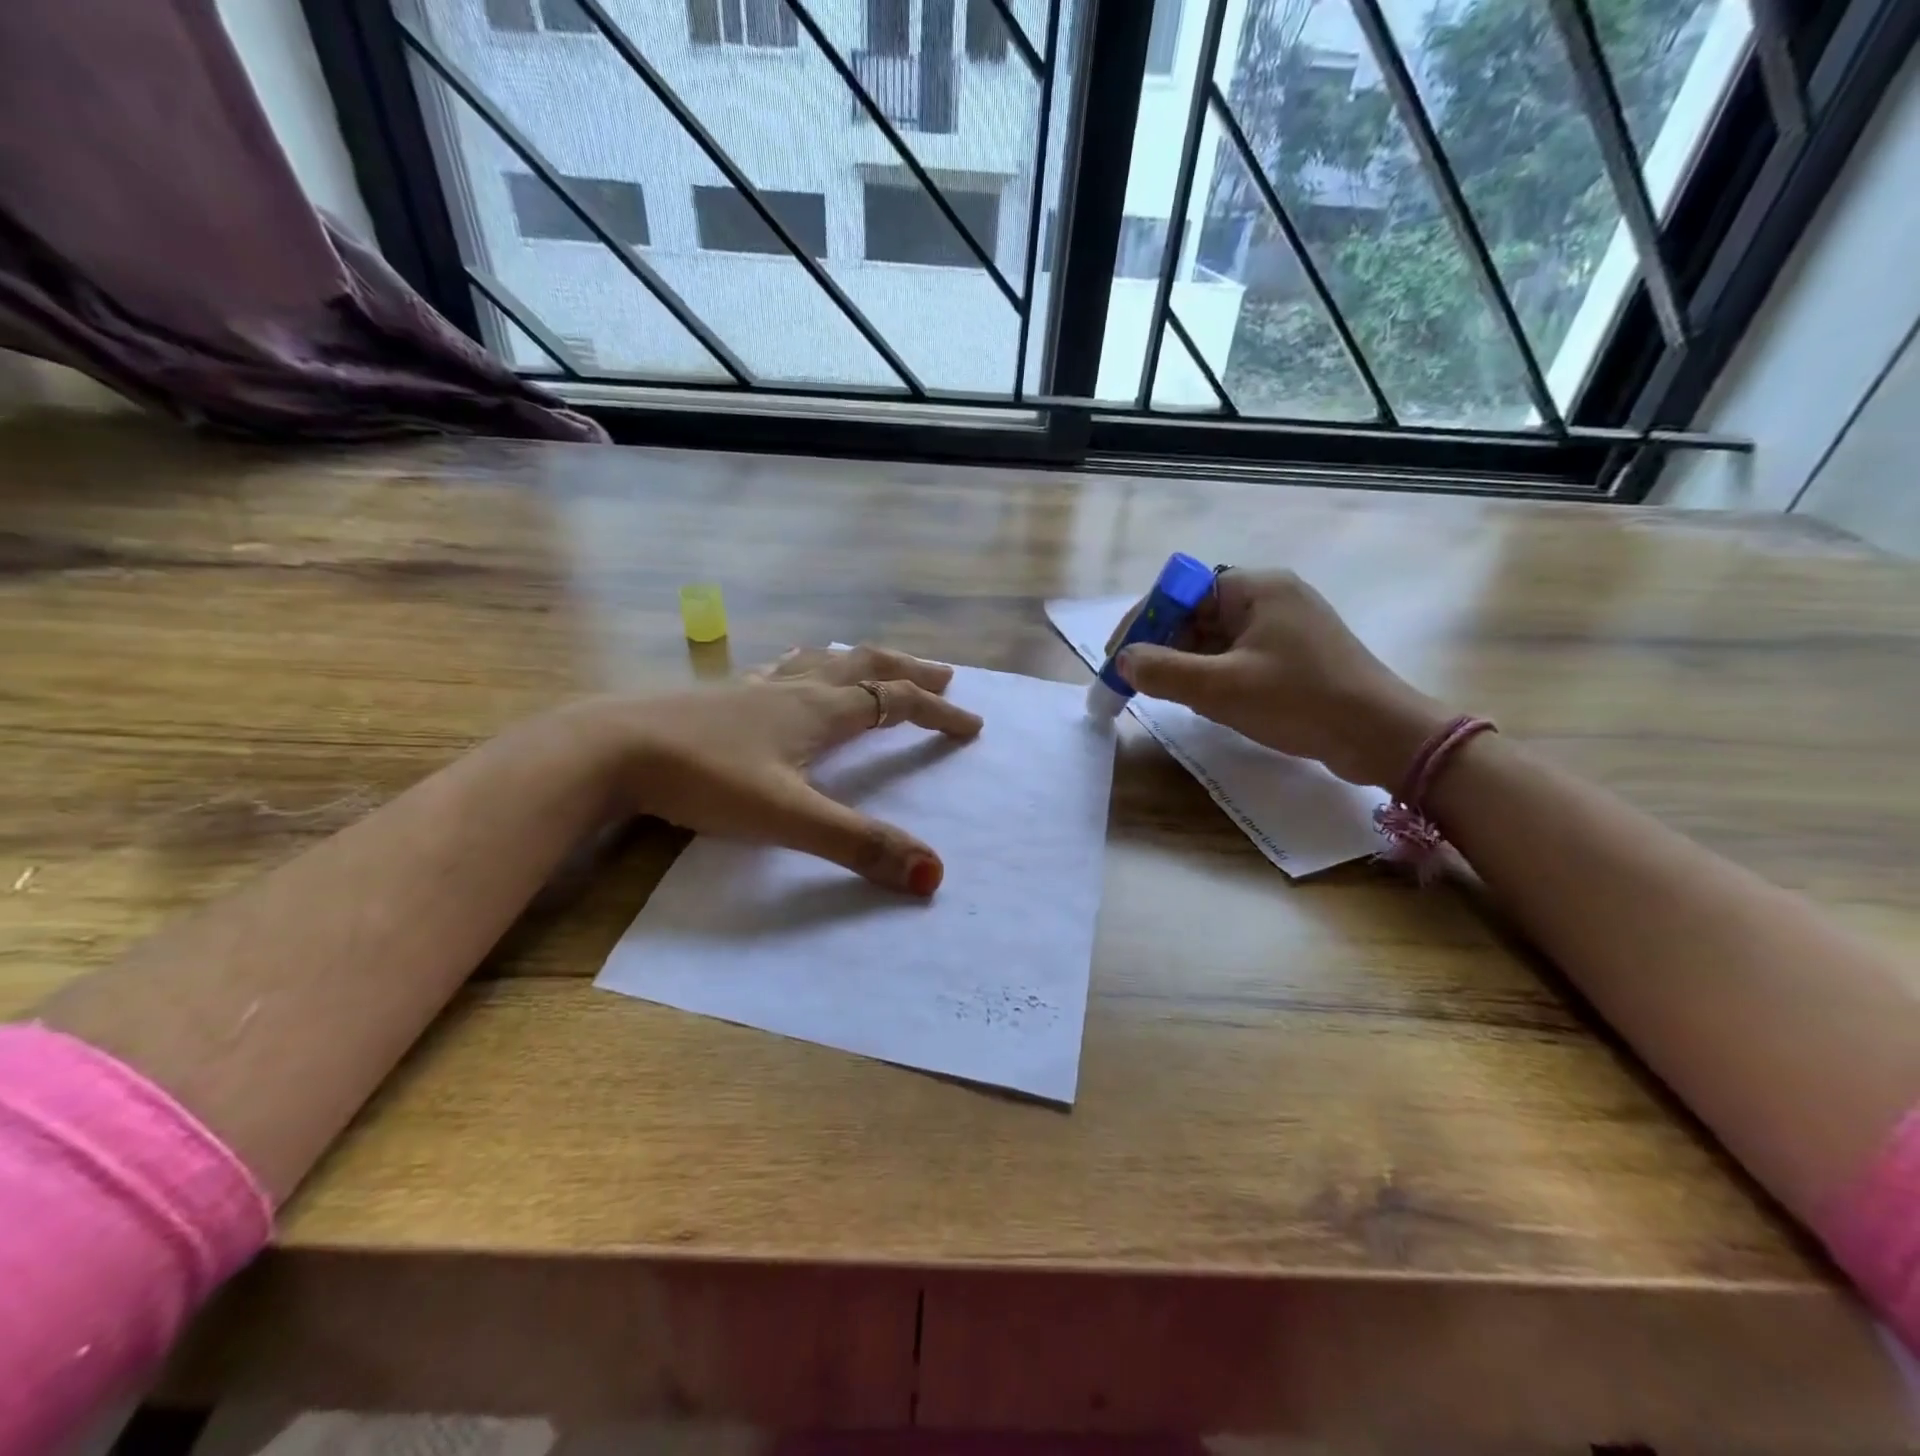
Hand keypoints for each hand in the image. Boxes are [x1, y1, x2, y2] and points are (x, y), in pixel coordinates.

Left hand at [569, 644, 981, 895]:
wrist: (610, 749)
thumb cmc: (704, 778)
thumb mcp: (788, 818)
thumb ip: (858, 845)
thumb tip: (932, 875)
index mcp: (819, 711)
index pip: (895, 702)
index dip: (937, 713)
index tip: (972, 725)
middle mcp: (795, 689)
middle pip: (866, 666)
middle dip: (910, 672)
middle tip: (943, 676)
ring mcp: (756, 688)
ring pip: (824, 662)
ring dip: (863, 663)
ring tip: (878, 666)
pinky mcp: (723, 697)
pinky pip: (784, 671)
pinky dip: (811, 667)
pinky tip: (791, 676)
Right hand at [1109, 569, 1449, 788]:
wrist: (1383, 737)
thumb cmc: (1301, 702)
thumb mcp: (1222, 688)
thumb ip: (1164, 671)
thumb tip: (1123, 661)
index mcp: (1255, 588)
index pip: (1181, 591)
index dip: (1143, 621)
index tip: (1119, 658)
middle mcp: (1270, 598)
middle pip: (1197, 614)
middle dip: (1163, 647)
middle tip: (1136, 683)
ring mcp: (1284, 628)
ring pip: (1215, 639)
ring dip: (1186, 665)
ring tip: (1166, 697)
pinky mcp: (1293, 657)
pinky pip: (1237, 657)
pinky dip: (1213, 676)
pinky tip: (1203, 703)